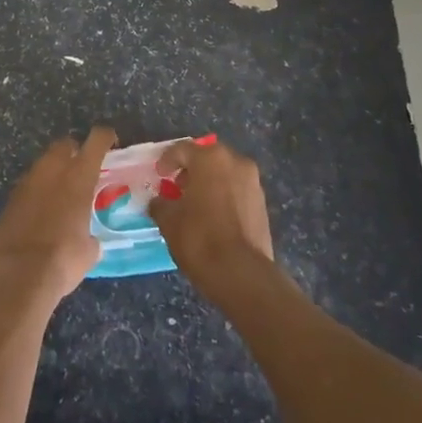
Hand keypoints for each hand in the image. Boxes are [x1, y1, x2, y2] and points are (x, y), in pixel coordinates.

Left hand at [0, 126, 115, 303]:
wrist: (17, 273)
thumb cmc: (63, 258)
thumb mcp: (89, 251)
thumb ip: (91, 236)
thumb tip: (89, 241)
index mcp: (79, 175)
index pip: (96, 141)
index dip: (105, 136)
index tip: (110, 141)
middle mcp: (53, 169)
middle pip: (65, 144)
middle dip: (74, 151)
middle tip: (82, 169)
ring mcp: (28, 181)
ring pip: (44, 162)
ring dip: (54, 170)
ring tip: (62, 192)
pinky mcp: (10, 197)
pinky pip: (29, 183)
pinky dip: (37, 190)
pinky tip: (42, 210)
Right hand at [147, 137, 275, 307]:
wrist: (242, 273)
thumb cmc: (200, 238)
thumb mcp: (169, 221)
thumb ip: (161, 204)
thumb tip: (159, 201)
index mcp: (210, 158)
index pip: (182, 149)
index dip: (166, 161)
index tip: (159, 175)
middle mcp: (235, 162)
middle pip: (207, 158)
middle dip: (191, 169)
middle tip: (177, 186)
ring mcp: (253, 182)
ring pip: (225, 173)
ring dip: (209, 182)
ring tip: (195, 204)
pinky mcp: (263, 203)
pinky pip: (237, 190)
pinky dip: (224, 195)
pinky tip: (213, 216)